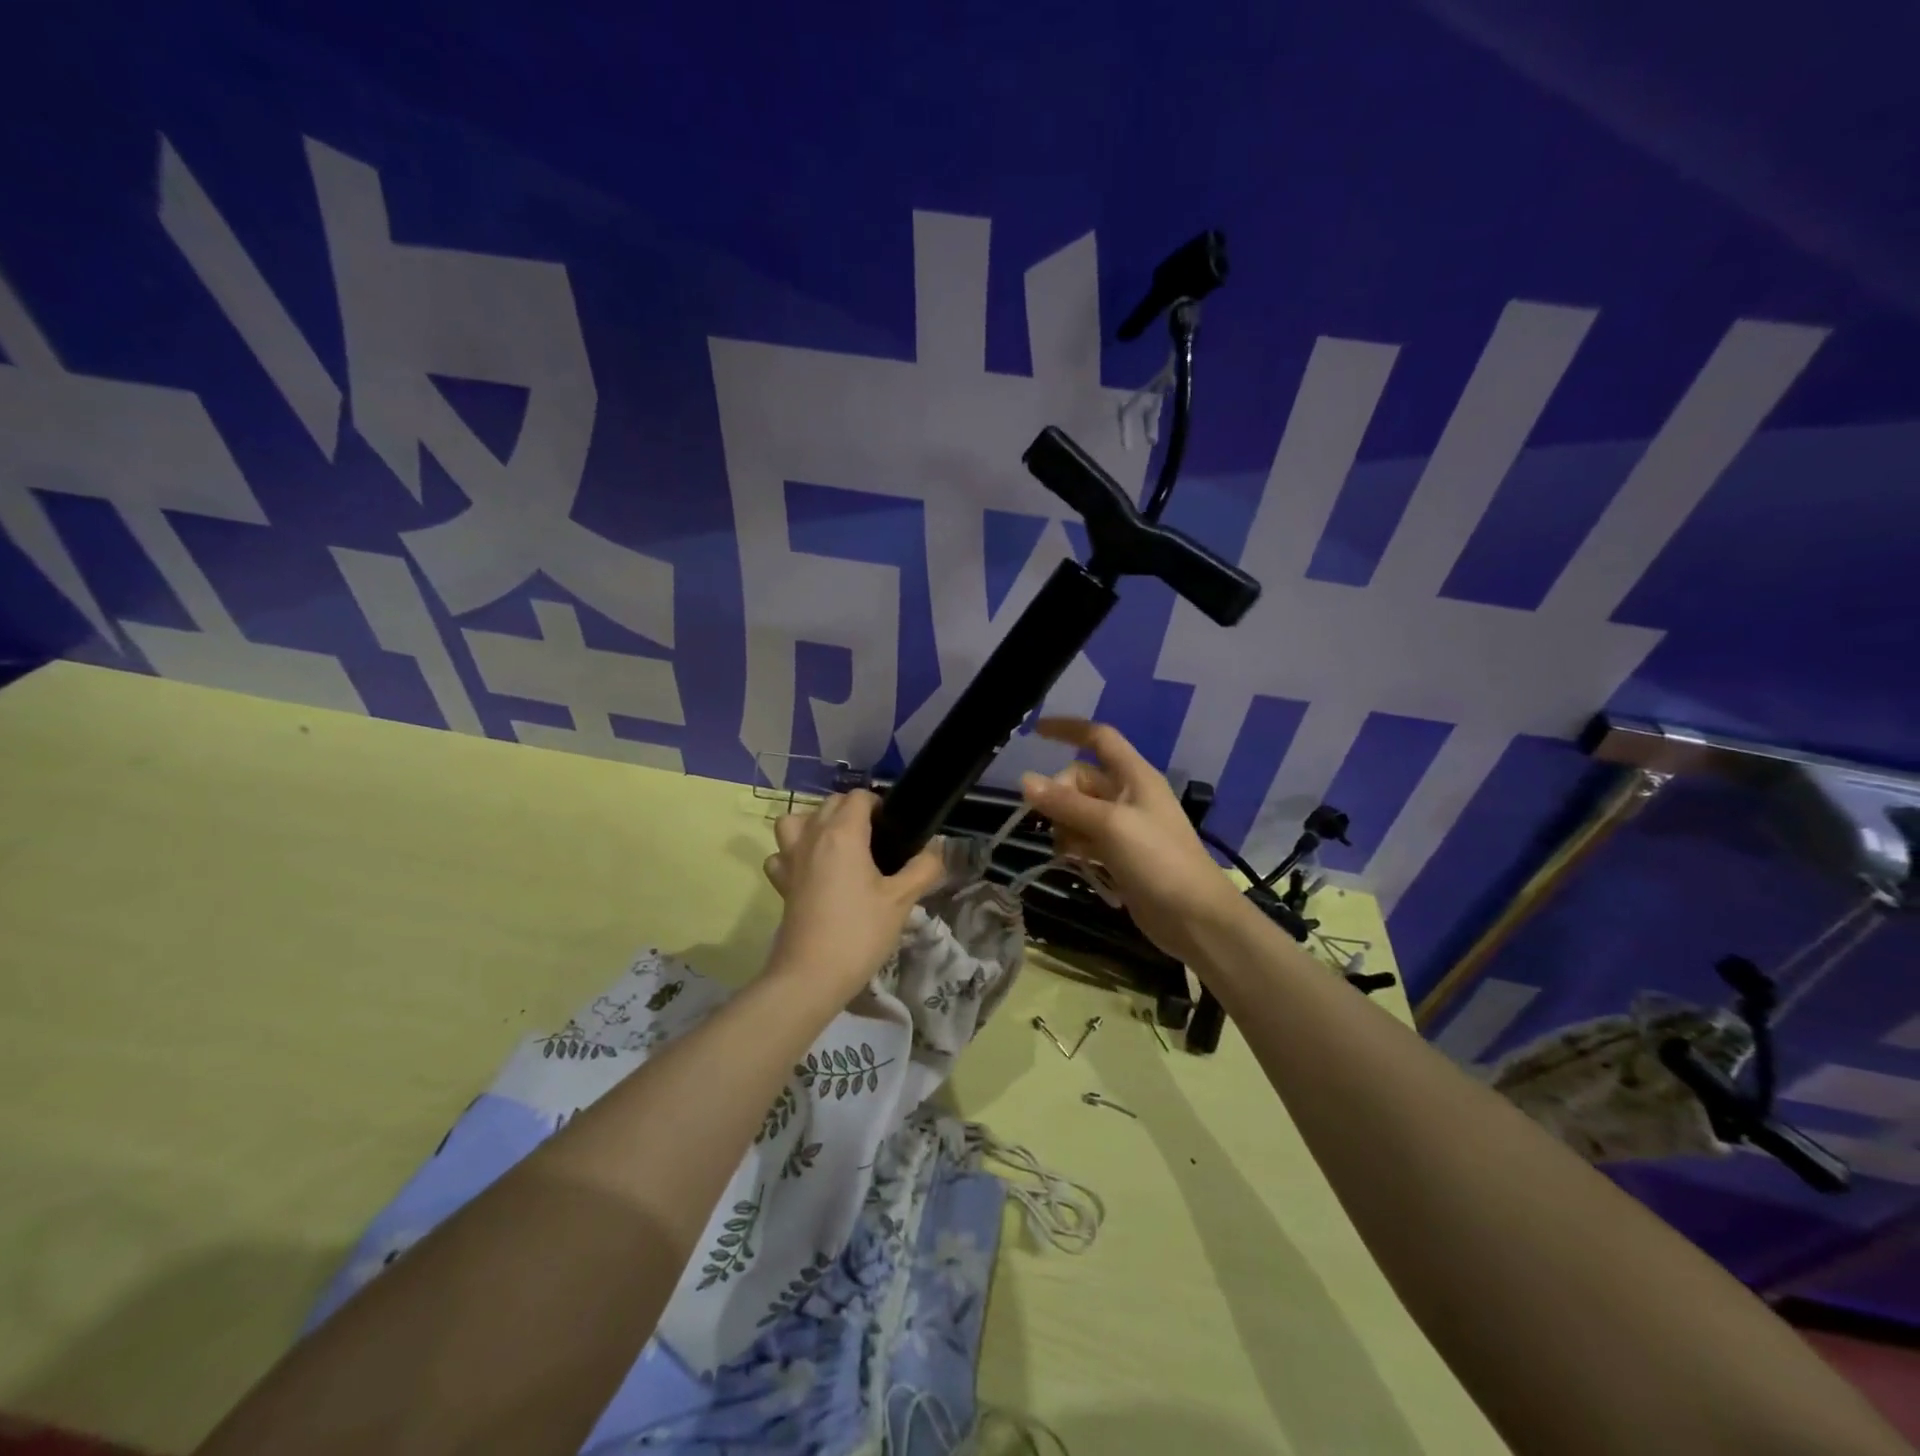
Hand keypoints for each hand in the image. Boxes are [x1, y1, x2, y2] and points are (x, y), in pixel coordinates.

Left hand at [763, 790, 946, 997]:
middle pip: (830, 803)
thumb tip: (936, 848)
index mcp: (843, 834)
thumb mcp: (902, 900)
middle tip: (877, 841)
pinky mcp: (781, 882)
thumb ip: (924, 868)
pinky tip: (811, 870)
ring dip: (817, 823)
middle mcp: (812, 836)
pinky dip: (794, 853)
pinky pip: (782, 852)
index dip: (879, 805)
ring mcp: (790, 858)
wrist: (811, 976)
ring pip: (798, 820)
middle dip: (853, 811)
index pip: (859, 797)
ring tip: (838, 846)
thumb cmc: (859, 932)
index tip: (895, 829)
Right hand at [1019, 718, 1245, 964]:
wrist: (1195, 917)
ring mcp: (1124, 826)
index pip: (1098, 738)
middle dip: (1059, 796)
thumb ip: (1065, 803)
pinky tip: (1073, 862)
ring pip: (1078, 811)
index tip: (1033, 731)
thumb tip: (1024, 780)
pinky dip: (1074, 845)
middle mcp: (1128, 795)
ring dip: (1064, 825)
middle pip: (1080, 779)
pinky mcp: (1120, 854)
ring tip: (1067, 850)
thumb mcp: (1109, 826)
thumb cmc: (1158, 860)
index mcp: (1134, 776)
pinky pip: (1085, 837)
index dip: (1068, 730)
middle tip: (1054, 822)